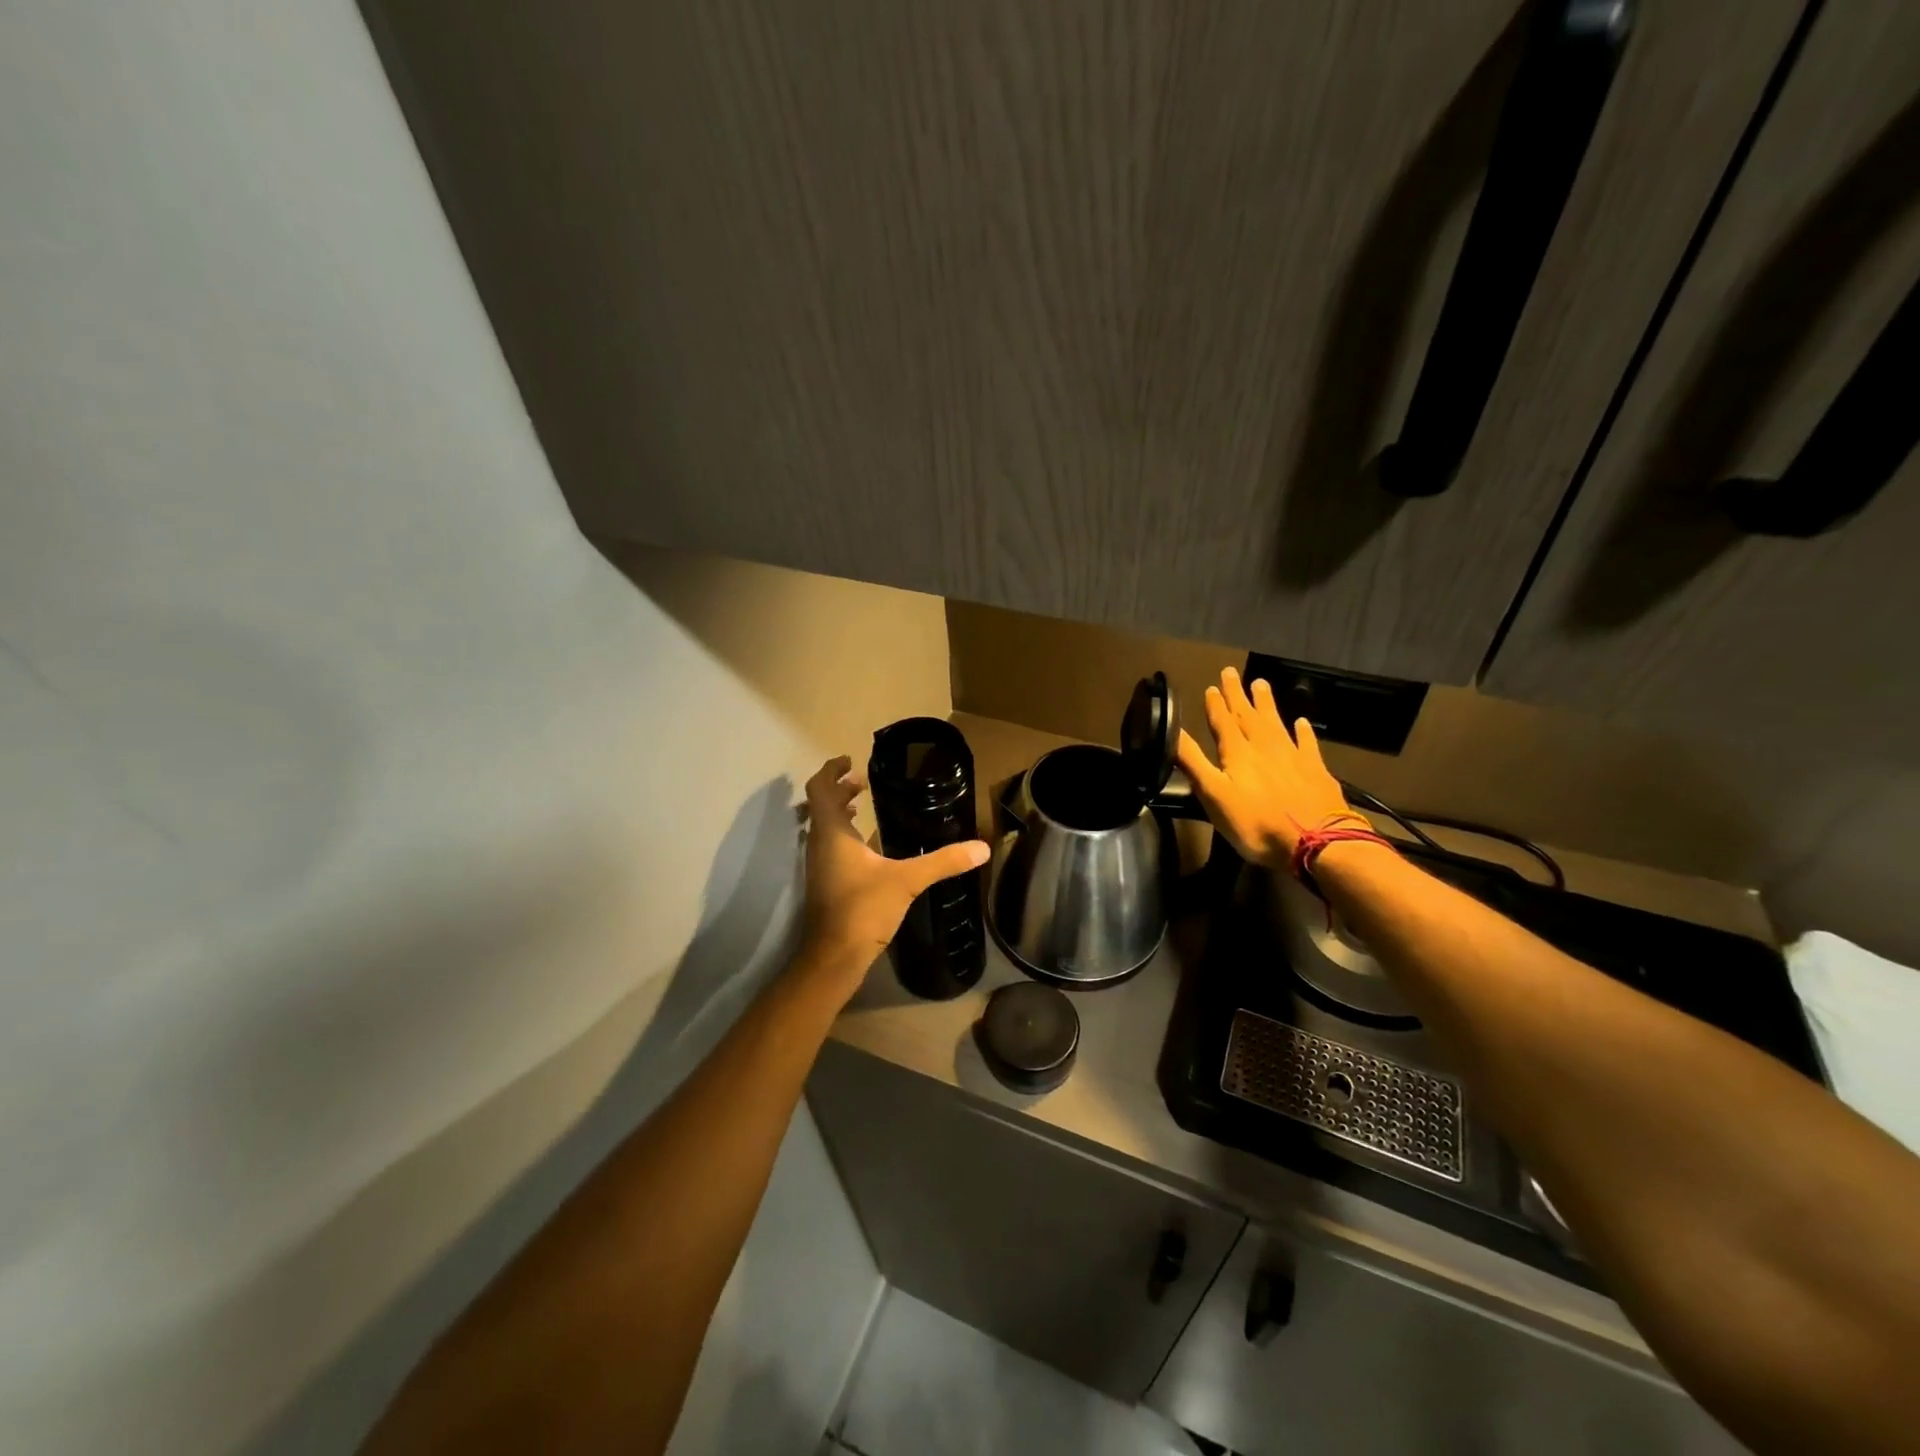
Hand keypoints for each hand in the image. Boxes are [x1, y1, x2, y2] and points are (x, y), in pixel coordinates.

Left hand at [799, 756, 990, 988]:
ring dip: (839, 812)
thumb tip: (982, 848)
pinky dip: (845, 835)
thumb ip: (943, 861)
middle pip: (821, 805)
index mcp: (832, 833)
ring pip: (824, 827)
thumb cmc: (863, 909)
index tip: (850, 760)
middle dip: (839, 789)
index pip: (820, 789)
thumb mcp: (907, 880)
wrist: (835, 957)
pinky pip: (832, 846)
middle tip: (862, 781)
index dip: (832, 771)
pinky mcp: (827, 883)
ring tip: (863, 806)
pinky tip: (870, 845)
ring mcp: (820, 865)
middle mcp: (820, 844)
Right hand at [1175, 667, 1364, 868]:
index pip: (1223, 722)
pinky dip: (1303, 731)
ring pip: (1276, 722)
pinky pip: (1307, 743)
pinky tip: (1301, 722)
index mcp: (1237, 753)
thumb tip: (1172, 731)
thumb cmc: (1256, 823)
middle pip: (1248, 716)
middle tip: (1231, 672)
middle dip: (1237, 695)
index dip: (1215, 705)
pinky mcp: (1315, 770)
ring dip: (1266, 703)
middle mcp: (1264, 747)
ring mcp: (1293, 756)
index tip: (1211, 686)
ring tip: (1261, 683)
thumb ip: (1193, 762)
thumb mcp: (1214, 795)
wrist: (1316, 841)